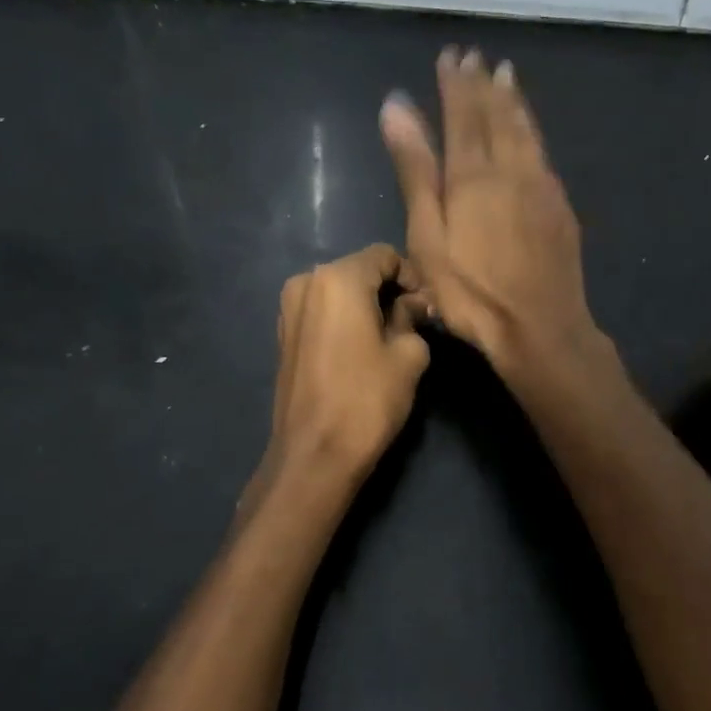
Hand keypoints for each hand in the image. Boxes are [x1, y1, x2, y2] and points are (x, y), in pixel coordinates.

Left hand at [267, 243, 431, 481]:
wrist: (314, 454)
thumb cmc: (367, 399)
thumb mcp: (408, 355)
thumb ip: (413, 317)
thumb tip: (415, 304)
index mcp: (338, 278)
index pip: (384, 256)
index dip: (412, 276)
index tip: (427, 307)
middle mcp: (306, 282)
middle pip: (359, 270)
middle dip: (388, 290)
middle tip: (414, 322)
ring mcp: (288, 308)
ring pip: (339, 291)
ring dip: (366, 305)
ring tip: (389, 337)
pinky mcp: (283, 334)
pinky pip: (322, 312)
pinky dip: (344, 319)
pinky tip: (361, 349)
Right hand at [380, 47, 602, 379]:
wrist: (540, 327)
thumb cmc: (471, 291)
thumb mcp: (428, 235)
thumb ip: (415, 169)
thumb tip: (397, 105)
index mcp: (473, 173)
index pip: (463, 114)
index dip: (455, 83)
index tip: (450, 55)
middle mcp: (511, 168)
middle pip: (496, 115)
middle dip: (483, 83)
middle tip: (476, 56)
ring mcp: (541, 186)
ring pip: (525, 130)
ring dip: (513, 100)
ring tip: (506, 74)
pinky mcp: (559, 206)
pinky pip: (542, 152)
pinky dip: (532, 129)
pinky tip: (530, 129)